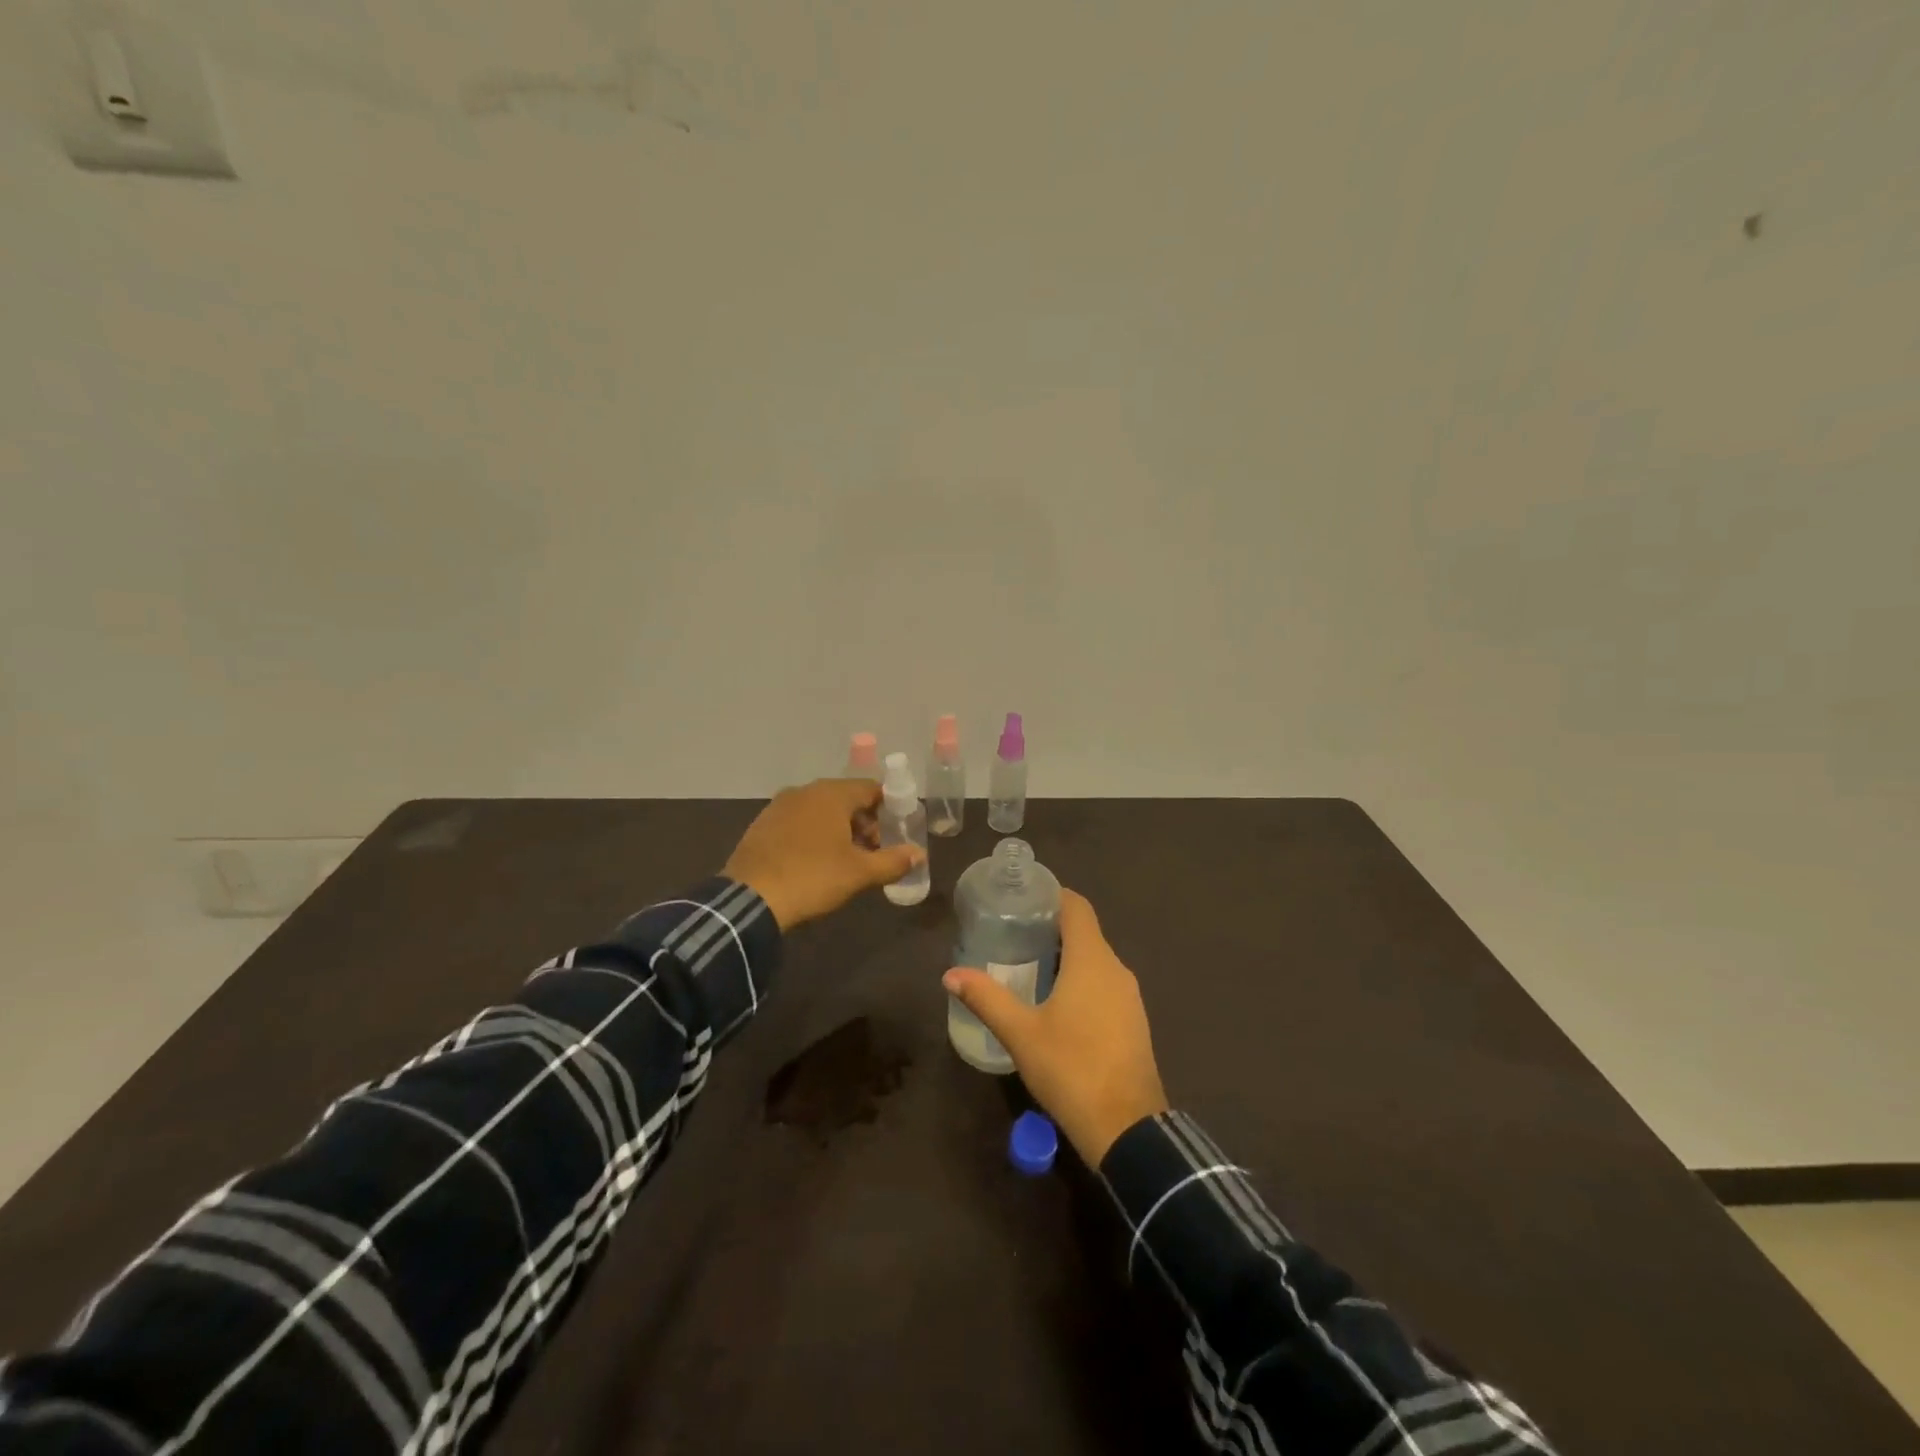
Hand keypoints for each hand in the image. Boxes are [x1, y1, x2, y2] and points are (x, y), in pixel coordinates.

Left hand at [723, 778, 921, 930]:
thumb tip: (920, 854)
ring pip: (820, 810)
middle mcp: (805, 791)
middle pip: (845, 798)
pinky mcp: (762, 824)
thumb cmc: (813, 877)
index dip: (888, 808)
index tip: (896, 831)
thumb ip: (893, 861)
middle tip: (873, 851)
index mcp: (831, 794)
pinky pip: (798, 821)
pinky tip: (814, 861)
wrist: (750, 899)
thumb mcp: (859, 873)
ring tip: (846, 859)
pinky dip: (813, 833)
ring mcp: (779, 806)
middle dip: (863, 821)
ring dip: (838, 828)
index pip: (870, 788)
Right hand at [942, 889, 1167, 1165]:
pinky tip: (1055, 1001)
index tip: (1022, 897)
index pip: (1077, 907)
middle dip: (1050, 927)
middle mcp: (1116, 969)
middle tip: (1012, 932)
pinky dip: (1080, 979)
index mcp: (1092, 960)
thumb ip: (986, 998)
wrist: (1127, 1129)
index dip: (1052, 895)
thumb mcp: (1021, 1033)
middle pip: (1085, 932)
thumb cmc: (1071, 1069)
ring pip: (1095, 960)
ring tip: (1027, 965)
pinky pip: (1104, 984)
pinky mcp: (1133, 1021)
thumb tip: (950, 974)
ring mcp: (1129, 996)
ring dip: (1065, 956)